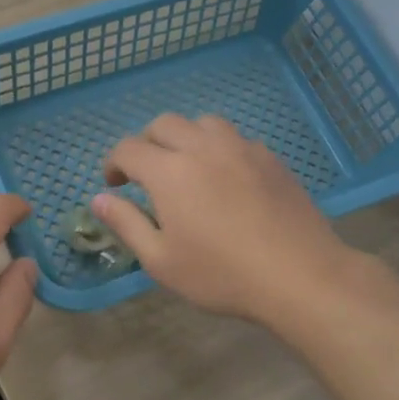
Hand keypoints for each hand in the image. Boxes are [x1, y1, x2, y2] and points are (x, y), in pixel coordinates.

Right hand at [93, 114, 366, 323]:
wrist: (300, 276)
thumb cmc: (221, 274)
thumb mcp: (161, 261)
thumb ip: (126, 224)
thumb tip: (98, 199)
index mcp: (169, 171)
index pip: (128, 148)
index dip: (114, 163)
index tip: (115, 186)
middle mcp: (202, 147)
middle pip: (164, 124)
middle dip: (146, 143)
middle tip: (146, 175)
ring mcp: (241, 148)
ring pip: (203, 123)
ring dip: (185, 138)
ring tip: (187, 168)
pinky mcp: (270, 158)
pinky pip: (235, 139)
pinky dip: (219, 149)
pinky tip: (226, 179)